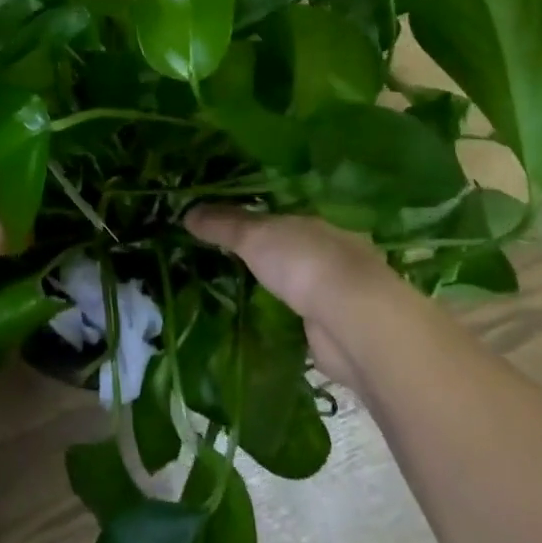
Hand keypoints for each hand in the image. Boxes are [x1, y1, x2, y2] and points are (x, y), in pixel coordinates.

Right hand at [184, 206, 405, 388]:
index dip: (250, 219)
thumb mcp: (253, 235)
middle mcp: (329, 254)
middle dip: (264, 256)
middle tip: (222, 261)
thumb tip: (186, 212)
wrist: (355, 322)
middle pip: (288, 249)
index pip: (277, 216)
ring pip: (296, 284)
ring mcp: (335, 294)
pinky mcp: (334, 330)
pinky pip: (299, 318)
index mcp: (314, 223)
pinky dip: (284, 320)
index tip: (221, 226)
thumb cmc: (304, 263)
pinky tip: (260, 323)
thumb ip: (222, 224)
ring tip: (235, 293)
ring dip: (275, 289)